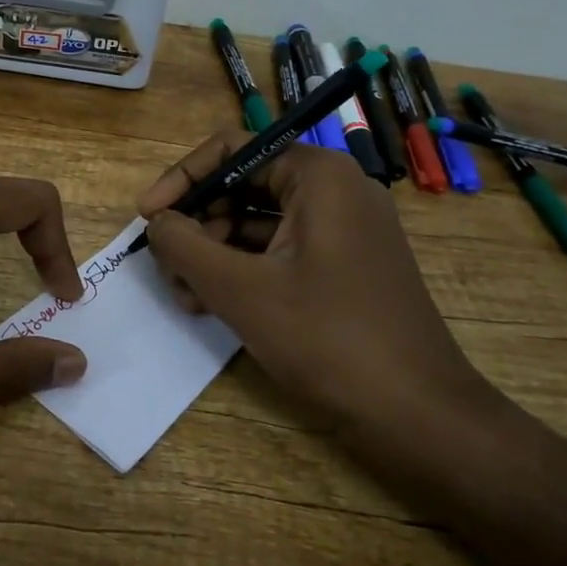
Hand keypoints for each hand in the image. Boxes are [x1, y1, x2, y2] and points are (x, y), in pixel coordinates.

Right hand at [136, 132, 500, 448]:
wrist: (418, 415)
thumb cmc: (327, 338)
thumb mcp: (240, 289)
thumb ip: (185, 246)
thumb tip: (156, 223)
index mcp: (318, 176)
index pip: (232, 150)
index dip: (182, 179)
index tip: (147, 216)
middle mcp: (334, 190)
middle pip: (243, 186)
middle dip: (197, 224)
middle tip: (164, 265)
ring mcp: (343, 230)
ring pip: (257, 222)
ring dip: (213, 253)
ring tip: (183, 294)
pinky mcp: (343, 265)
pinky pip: (280, 250)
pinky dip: (243, 270)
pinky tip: (211, 304)